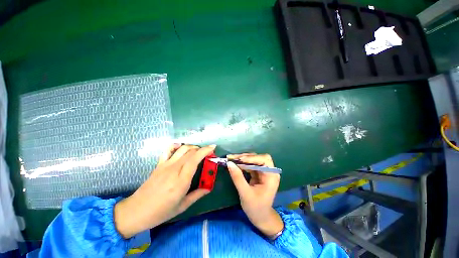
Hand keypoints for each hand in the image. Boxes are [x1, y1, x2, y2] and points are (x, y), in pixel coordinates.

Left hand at [114, 144, 215, 237]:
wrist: (136, 211)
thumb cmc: (161, 212)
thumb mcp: (182, 206)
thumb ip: (197, 194)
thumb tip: (209, 187)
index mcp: (181, 181)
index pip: (195, 159)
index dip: (205, 151)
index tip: (213, 148)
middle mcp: (174, 169)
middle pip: (190, 152)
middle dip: (202, 149)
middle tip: (208, 153)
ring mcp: (165, 165)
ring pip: (182, 149)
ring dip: (192, 147)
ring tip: (198, 151)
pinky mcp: (159, 164)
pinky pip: (168, 150)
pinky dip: (176, 146)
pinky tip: (181, 147)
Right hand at [227, 153, 283, 237]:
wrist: (260, 217)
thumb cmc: (256, 208)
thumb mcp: (245, 194)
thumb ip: (238, 178)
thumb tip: (229, 163)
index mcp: (271, 176)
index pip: (264, 160)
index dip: (252, 158)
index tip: (240, 160)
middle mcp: (268, 171)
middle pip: (258, 157)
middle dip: (245, 157)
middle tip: (233, 158)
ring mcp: (263, 172)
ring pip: (253, 160)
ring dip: (242, 159)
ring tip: (231, 159)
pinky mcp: (257, 173)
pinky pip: (249, 165)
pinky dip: (242, 164)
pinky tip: (235, 164)